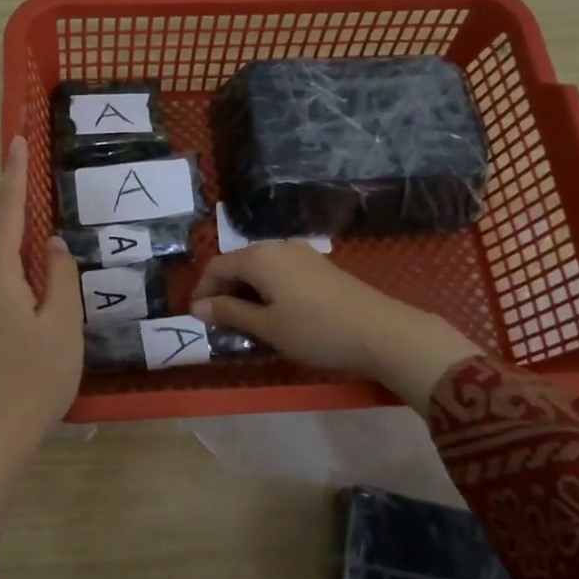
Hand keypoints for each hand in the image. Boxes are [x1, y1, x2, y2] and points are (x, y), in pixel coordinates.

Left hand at [0, 136, 81, 534]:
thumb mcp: (63, 324)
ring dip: (0, 234)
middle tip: (38, 202)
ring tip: (38, 248)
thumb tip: (51, 243)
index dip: (12, 174)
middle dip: (4, 204)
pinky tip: (25, 283)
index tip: (16, 140)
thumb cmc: (37, 377)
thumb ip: (59, 275)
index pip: (5, 211)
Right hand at [189, 241, 481, 400]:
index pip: (216, 266)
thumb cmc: (316, 331)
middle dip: (223, 291)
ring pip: (260, 268)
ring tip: (244, 321)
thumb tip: (198, 307)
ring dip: (245, 291)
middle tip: (219, 322)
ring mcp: (302, 254)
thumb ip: (230, 313)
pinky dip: (267, 290)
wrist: (381, 332)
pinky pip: (280, 272)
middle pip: (238, 263)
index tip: (197, 318)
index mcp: (259, 258)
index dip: (202, 290)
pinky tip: (273, 313)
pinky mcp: (319, 267)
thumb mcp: (267, 327)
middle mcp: (278, 247)